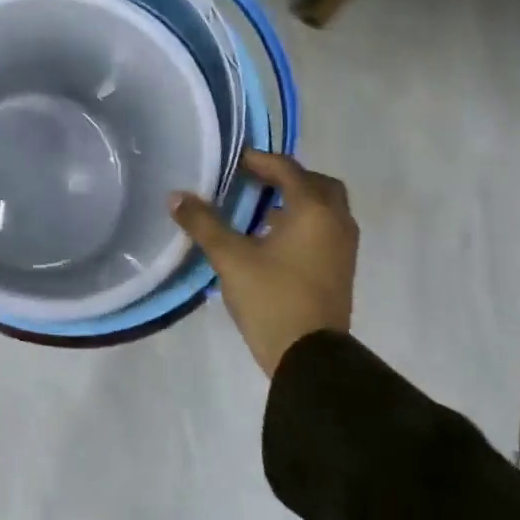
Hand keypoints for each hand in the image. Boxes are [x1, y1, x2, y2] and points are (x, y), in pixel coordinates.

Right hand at [170, 150, 359, 376]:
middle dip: (287, 177)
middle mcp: (335, 222)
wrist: (310, 359)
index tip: (233, 161)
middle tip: (254, 180)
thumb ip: (203, 223)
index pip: (288, 169)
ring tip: (259, 208)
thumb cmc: (272, 298)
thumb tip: (176, 197)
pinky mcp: (341, 270)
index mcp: (313, 210)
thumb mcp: (230, 257)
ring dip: (296, 201)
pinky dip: (304, 222)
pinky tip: (272, 237)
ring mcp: (343, 248)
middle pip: (316, 184)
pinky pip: (325, 230)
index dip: (259, 160)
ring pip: (324, 209)